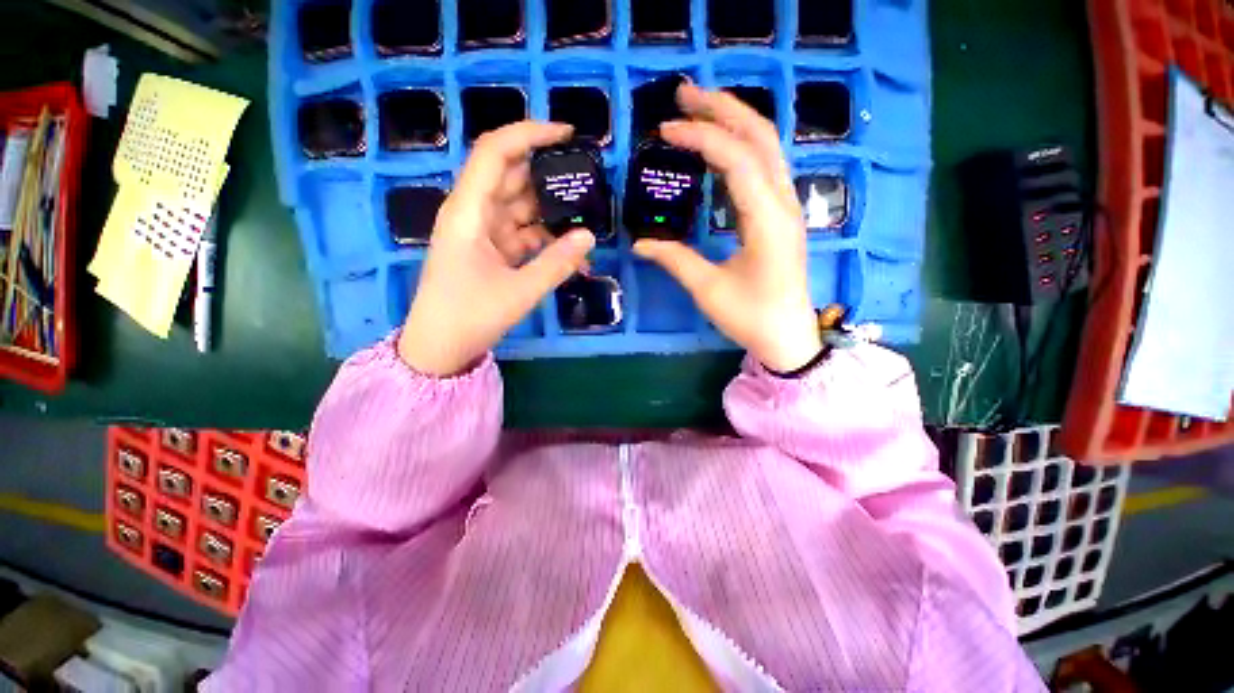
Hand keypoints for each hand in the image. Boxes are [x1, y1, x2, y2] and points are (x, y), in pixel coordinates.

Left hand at [399, 122, 595, 376]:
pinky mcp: (491, 250)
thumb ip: (557, 263)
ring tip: (586, 212)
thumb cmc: (470, 316)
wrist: (440, 347)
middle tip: (587, 178)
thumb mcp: (520, 291)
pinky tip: (569, 246)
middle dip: (547, 174)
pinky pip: (522, 232)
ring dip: (550, 210)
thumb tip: (589, 236)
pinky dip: (544, 237)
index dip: (528, 134)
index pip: (495, 152)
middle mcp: (473, 213)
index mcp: (469, 212)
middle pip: (511, 177)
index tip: (566, 133)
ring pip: (519, 206)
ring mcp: (482, 232)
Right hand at [633, 84, 821, 372]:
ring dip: (734, 121)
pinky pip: (765, 166)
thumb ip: (674, 260)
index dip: (700, 137)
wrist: (787, 336)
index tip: (666, 130)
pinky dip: (741, 146)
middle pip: (760, 136)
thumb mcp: (708, 289)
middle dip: (722, 108)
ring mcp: (786, 206)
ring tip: (699, 110)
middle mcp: (783, 203)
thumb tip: (638, 242)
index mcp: (767, 219)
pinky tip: (719, 147)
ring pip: (767, 146)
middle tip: (684, 95)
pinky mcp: (781, 215)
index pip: (736, 159)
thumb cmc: (750, 316)